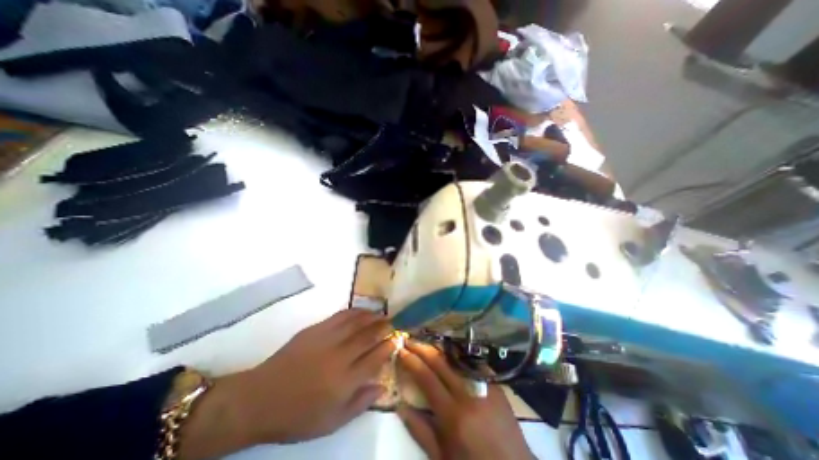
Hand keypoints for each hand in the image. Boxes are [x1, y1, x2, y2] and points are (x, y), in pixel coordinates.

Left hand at [179, 309, 395, 459]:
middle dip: (385, 327)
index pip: (375, 357)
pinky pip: (341, 316)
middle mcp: (340, 356)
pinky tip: (362, 311)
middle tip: (394, 323)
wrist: (261, 398)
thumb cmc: (298, 415)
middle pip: (369, 336)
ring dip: (373, 316)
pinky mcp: (316, 329)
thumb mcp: (331, 422)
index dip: (389, 346)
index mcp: (345, 381)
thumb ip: (360, 403)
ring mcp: (327, 339)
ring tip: (383, 314)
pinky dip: (355, 312)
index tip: (397, 340)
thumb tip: (382, 386)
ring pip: (357, 322)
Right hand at [396, 342, 531, 459]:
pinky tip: (449, 351)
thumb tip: (400, 405)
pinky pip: (472, 363)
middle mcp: (469, 394)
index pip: (427, 378)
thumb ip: (420, 431)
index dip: (412, 361)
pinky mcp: (495, 384)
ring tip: (425, 341)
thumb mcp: (442, 459)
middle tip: (410, 339)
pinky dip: (457, 356)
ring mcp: (485, 386)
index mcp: (453, 415)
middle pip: (441, 362)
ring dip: (438, 348)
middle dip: (422, 347)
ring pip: (457, 358)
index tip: (401, 350)